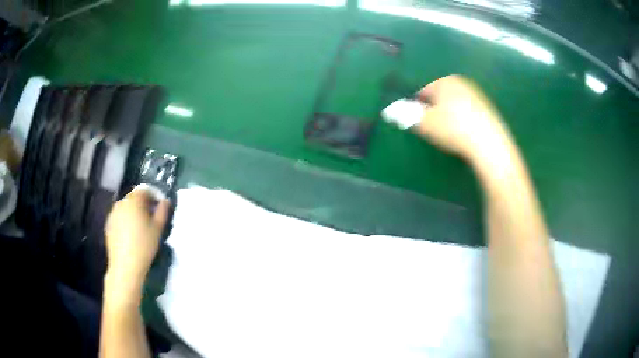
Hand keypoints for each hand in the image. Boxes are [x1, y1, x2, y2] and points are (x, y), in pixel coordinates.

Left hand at [104, 189, 169, 294]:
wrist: (125, 265)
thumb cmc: (144, 246)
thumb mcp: (157, 229)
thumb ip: (162, 212)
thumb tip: (165, 201)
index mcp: (134, 201)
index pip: (144, 190)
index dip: (153, 196)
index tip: (159, 207)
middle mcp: (121, 203)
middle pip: (134, 198)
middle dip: (143, 204)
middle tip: (151, 218)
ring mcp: (113, 213)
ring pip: (126, 207)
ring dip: (133, 212)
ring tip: (140, 227)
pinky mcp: (108, 224)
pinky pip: (119, 217)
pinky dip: (125, 220)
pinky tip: (130, 234)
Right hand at [413, 75, 510, 161]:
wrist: (490, 143)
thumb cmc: (453, 129)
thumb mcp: (424, 123)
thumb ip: (405, 115)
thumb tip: (391, 110)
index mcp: (444, 81)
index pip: (422, 91)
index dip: (416, 107)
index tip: (416, 122)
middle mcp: (461, 82)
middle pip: (439, 96)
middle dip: (433, 110)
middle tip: (432, 129)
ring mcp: (476, 94)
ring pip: (454, 103)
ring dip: (448, 115)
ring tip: (448, 133)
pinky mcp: (488, 108)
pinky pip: (467, 111)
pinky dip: (462, 120)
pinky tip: (464, 134)